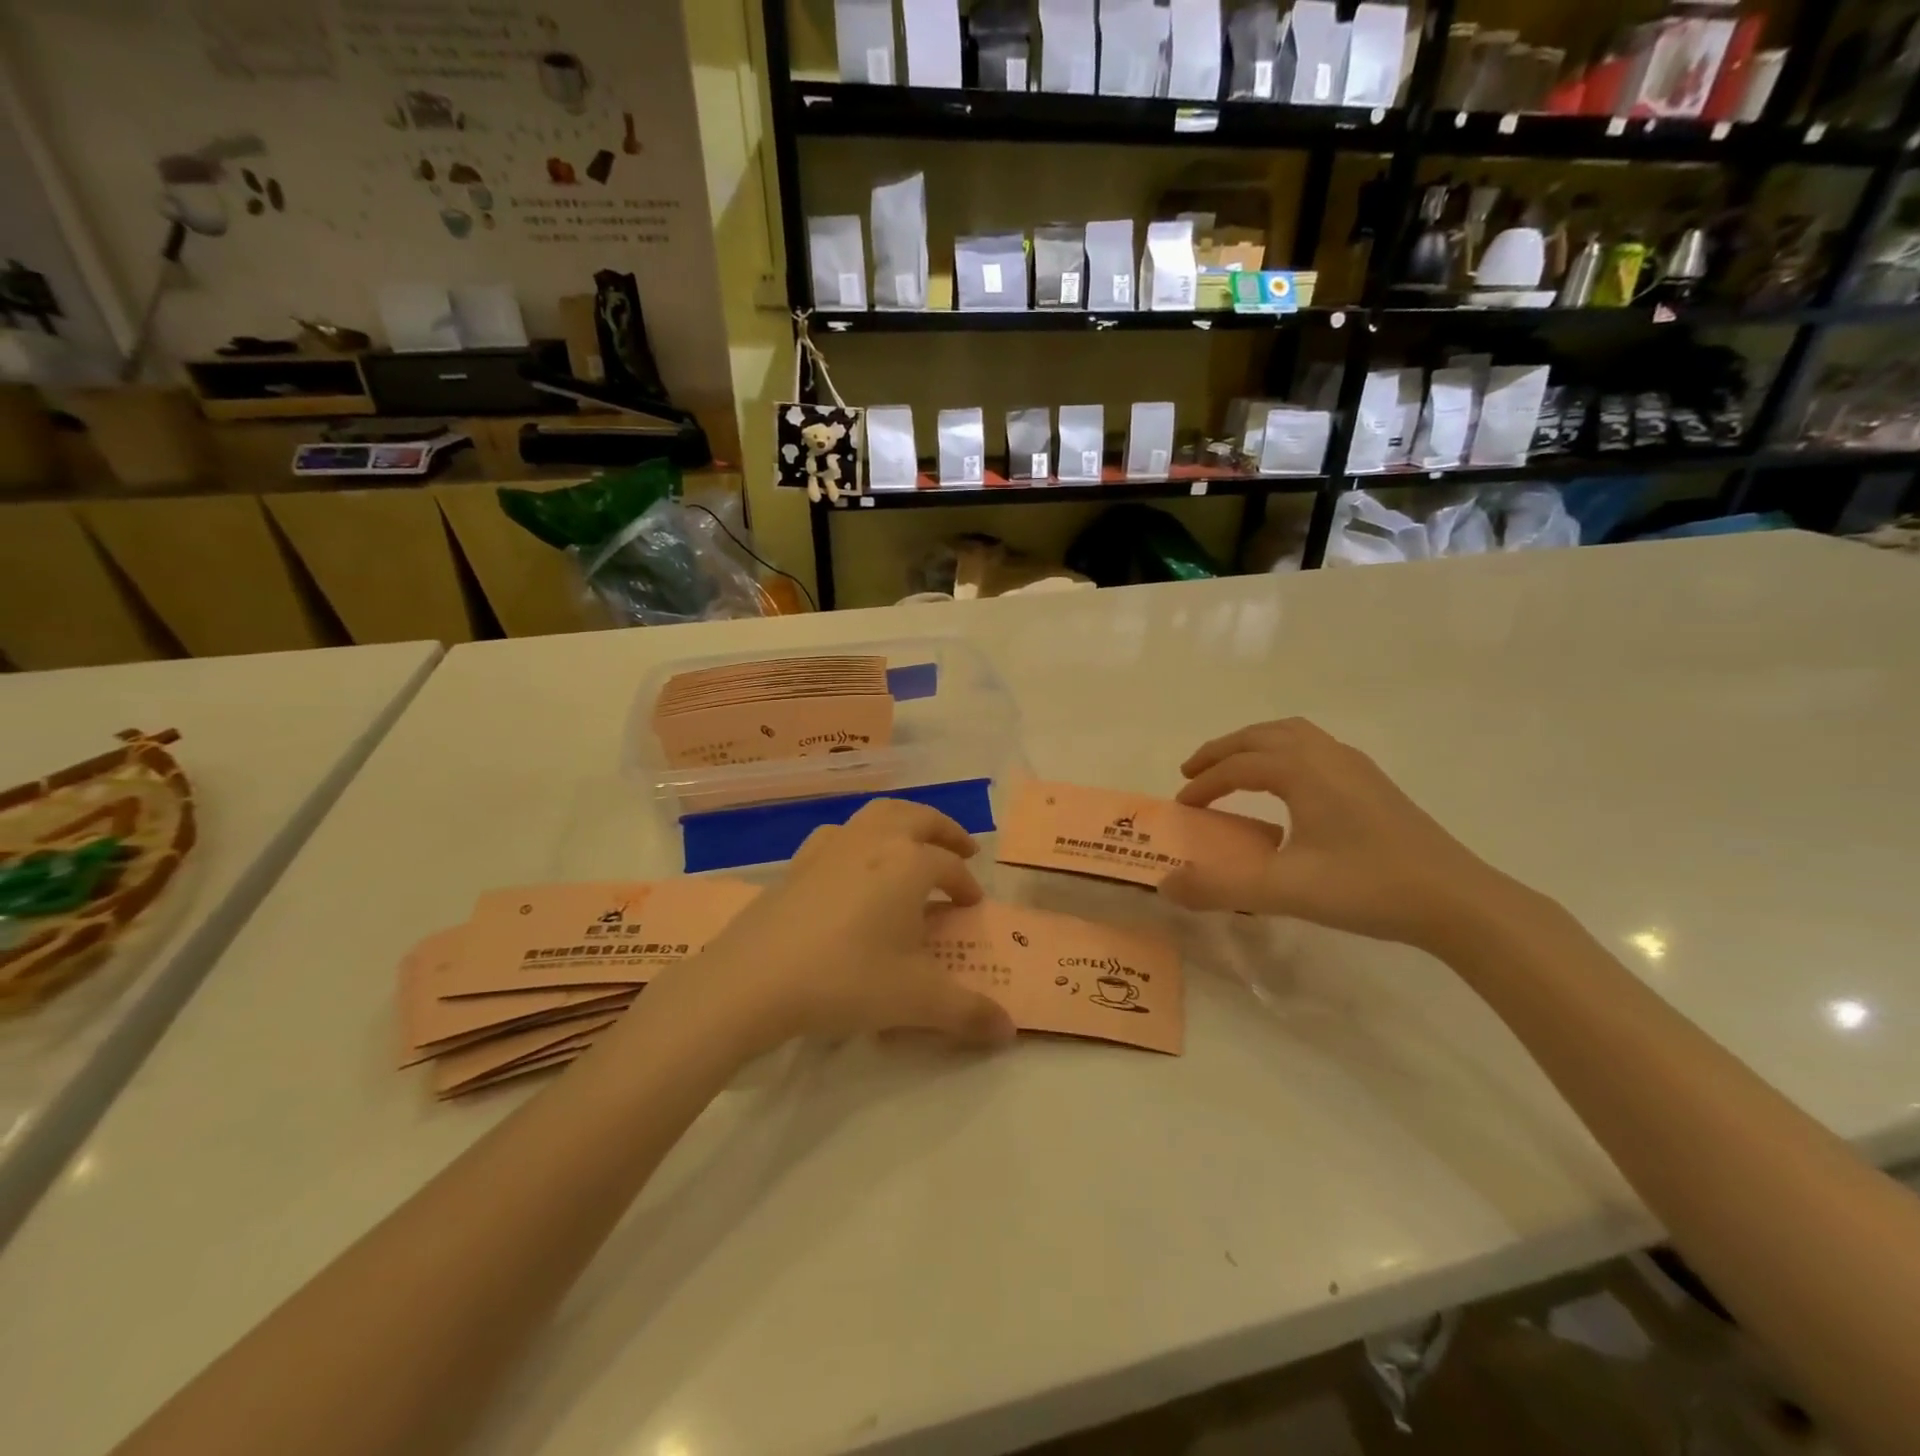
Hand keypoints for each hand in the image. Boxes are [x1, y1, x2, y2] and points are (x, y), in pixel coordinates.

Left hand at [646, 800, 1016, 1056]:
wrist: (754, 980)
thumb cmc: (845, 980)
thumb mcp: (914, 1000)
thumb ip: (967, 1013)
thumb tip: (1008, 1030)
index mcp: (909, 863)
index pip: (949, 866)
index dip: (966, 884)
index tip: (972, 905)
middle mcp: (874, 841)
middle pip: (919, 818)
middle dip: (946, 831)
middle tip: (962, 851)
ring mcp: (832, 846)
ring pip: (878, 814)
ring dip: (905, 822)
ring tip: (914, 844)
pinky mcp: (798, 861)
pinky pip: (840, 833)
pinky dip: (860, 836)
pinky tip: (854, 862)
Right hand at [1160, 719, 1518, 951]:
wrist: (1457, 901)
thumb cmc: (1367, 887)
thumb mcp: (1284, 891)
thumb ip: (1220, 887)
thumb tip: (1165, 885)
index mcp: (1302, 770)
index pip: (1237, 767)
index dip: (1203, 785)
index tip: (1181, 807)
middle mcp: (1326, 755)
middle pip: (1261, 736)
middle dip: (1222, 751)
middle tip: (1193, 773)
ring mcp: (1355, 766)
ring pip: (1292, 735)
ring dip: (1254, 746)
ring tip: (1234, 770)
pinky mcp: (1373, 783)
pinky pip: (1314, 749)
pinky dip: (1284, 754)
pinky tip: (1288, 789)